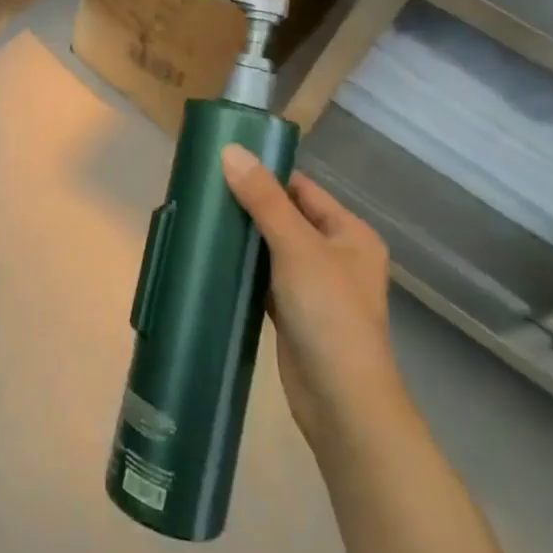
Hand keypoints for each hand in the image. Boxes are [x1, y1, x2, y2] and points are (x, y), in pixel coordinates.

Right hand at [221, 144, 399, 449]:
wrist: (342, 402)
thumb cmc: (329, 314)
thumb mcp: (296, 247)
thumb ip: (263, 199)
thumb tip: (229, 150)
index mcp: (350, 233)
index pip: (302, 188)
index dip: (266, 174)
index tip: (222, 163)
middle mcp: (336, 255)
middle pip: (286, 216)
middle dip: (249, 204)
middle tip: (204, 188)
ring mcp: (314, 286)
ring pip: (272, 247)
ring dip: (243, 235)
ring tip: (202, 215)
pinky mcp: (293, 312)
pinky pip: (264, 276)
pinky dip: (243, 266)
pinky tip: (213, 255)